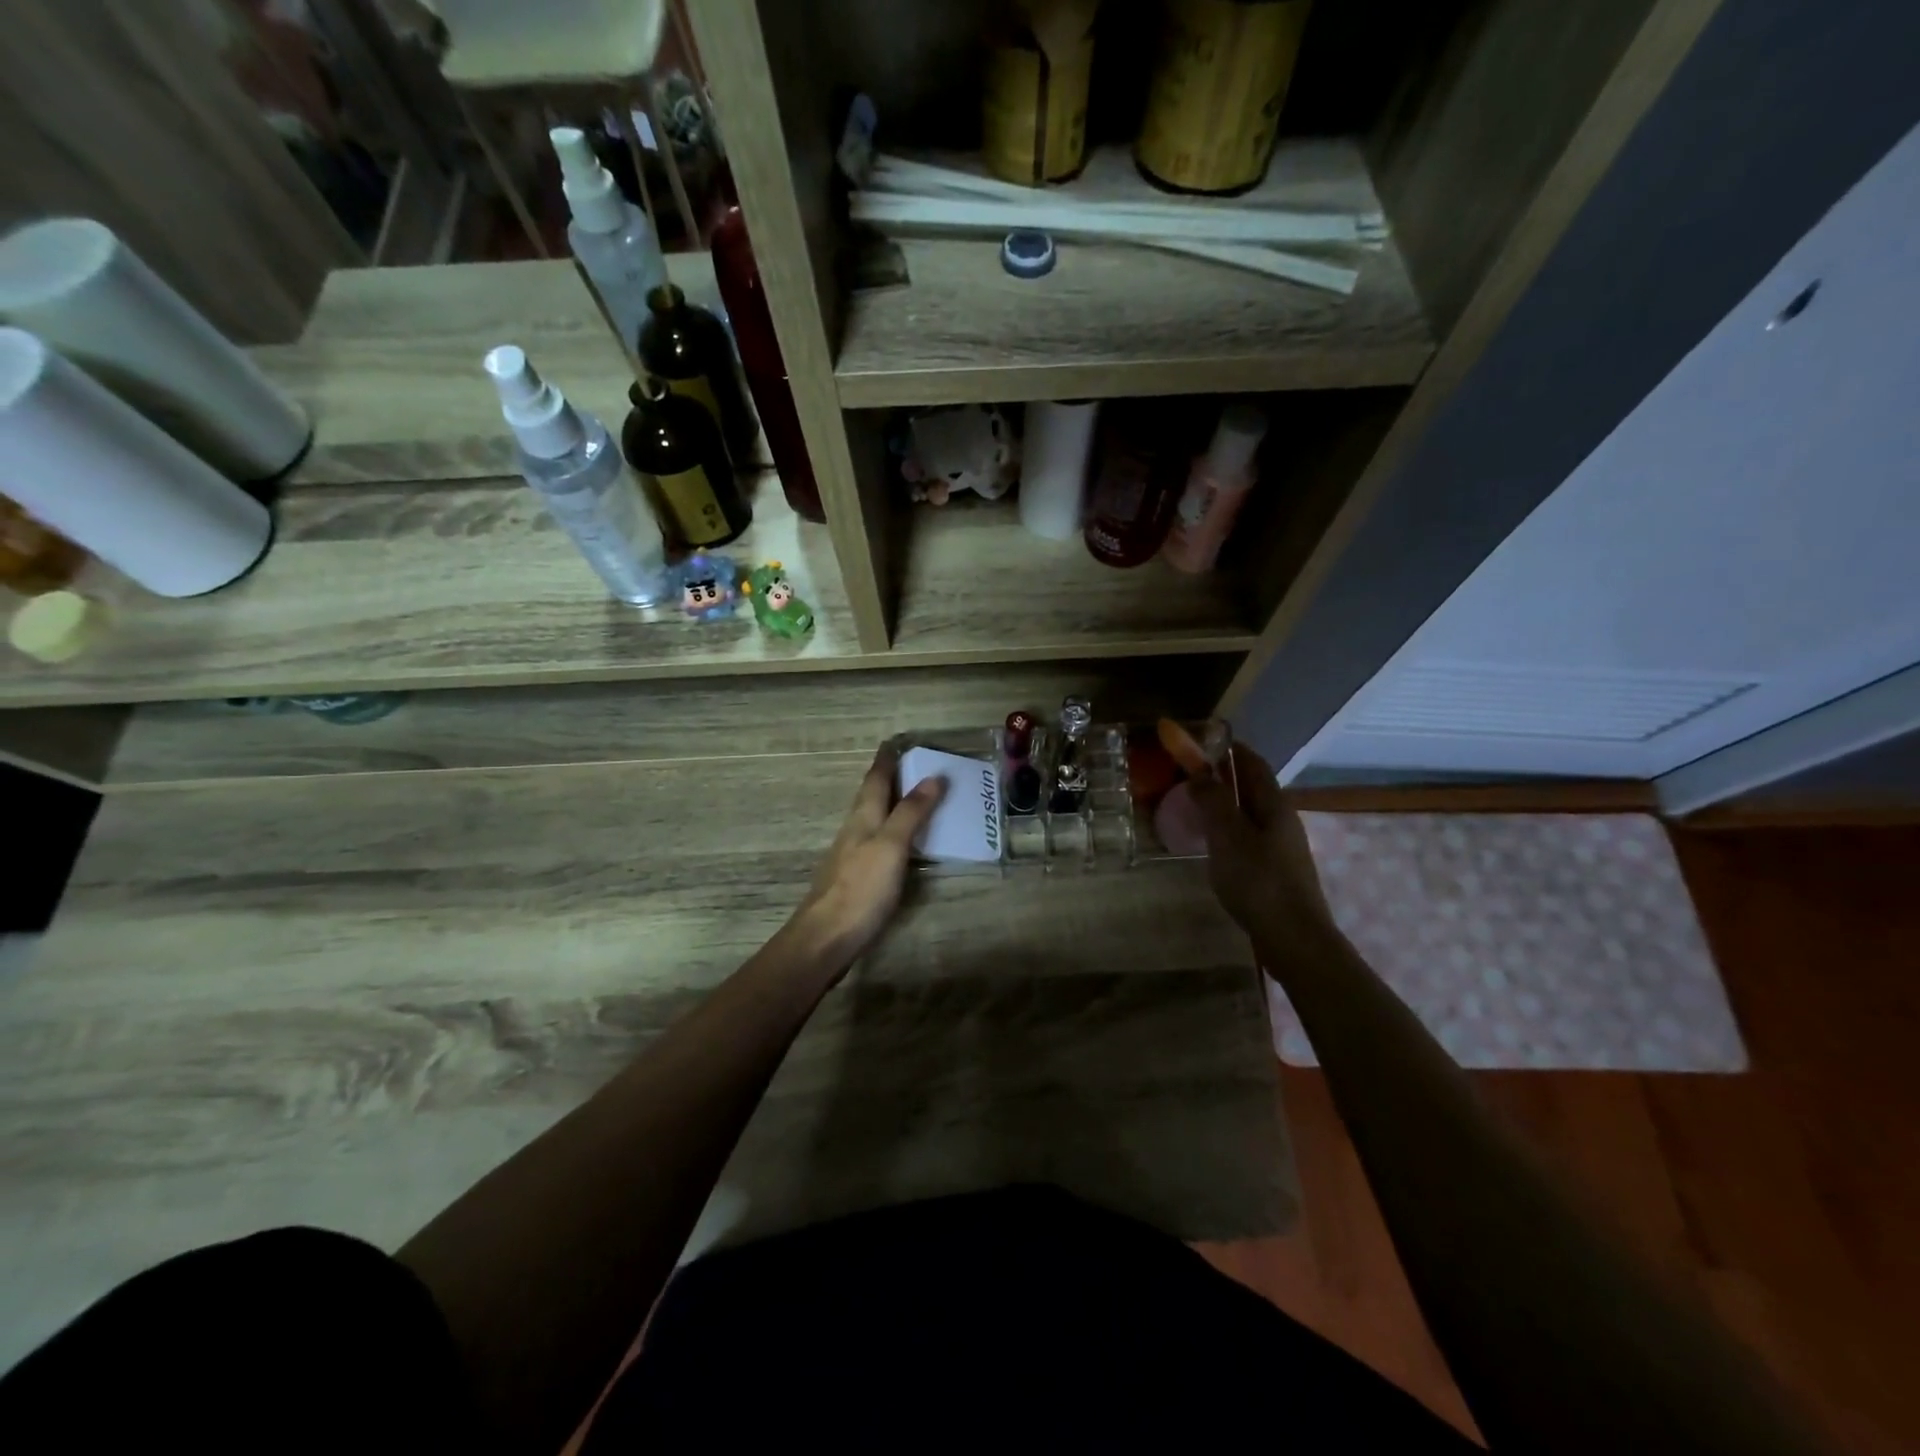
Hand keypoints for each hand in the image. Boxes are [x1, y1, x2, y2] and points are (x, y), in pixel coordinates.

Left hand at [789, 746, 946, 969]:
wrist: (826, 938)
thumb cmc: (861, 888)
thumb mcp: (891, 846)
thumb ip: (911, 812)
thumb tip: (933, 777)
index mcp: (863, 818)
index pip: (875, 780)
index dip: (886, 760)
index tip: (896, 742)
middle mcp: (854, 831)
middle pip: (870, 797)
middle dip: (888, 779)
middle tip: (910, 765)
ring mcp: (852, 856)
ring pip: (872, 820)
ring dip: (890, 805)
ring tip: (911, 798)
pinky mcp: (855, 879)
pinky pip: (876, 843)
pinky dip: (891, 833)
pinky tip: (900, 844)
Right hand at [1187, 742, 1333, 945]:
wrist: (1294, 939)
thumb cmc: (1259, 881)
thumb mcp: (1228, 835)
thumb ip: (1213, 800)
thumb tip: (1199, 771)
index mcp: (1274, 805)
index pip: (1253, 763)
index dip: (1230, 748)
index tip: (1203, 740)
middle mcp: (1281, 820)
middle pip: (1253, 788)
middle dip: (1225, 775)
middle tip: (1191, 773)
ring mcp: (1281, 847)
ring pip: (1250, 814)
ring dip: (1225, 803)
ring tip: (1195, 806)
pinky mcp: (1275, 871)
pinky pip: (1248, 837)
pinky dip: (1228, 829)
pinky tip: (1212, 843)